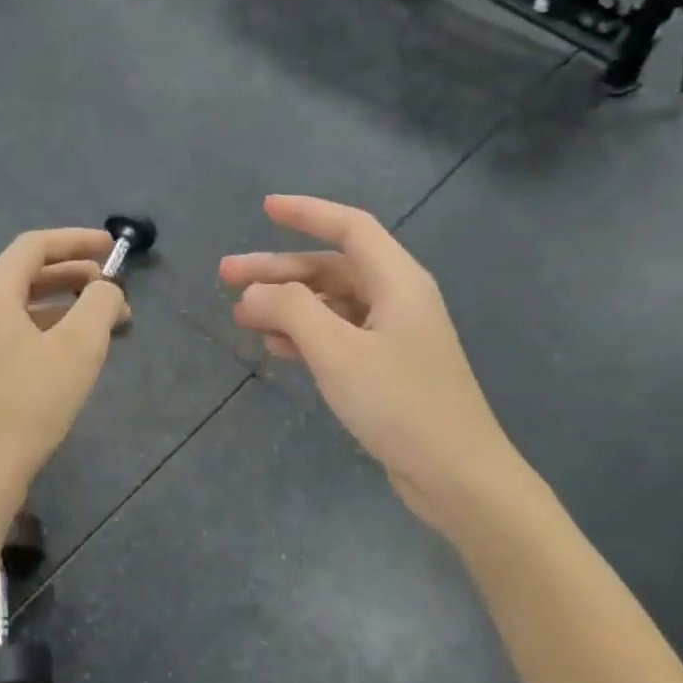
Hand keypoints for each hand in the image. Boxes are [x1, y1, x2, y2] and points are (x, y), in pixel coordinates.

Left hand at [0, 228, 128, 518]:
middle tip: (113, 290)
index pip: (33, 246)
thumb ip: (100, 305)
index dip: (76, 241)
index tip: (111, 248)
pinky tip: (67, 356)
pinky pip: (8, 336)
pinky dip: (42, 332)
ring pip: (17, 309)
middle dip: (73, 276)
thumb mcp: (79, 349)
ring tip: (100, 325)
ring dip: (60, 307)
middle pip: (24, 275)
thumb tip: (107, 289)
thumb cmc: (28, 405)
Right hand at [221, 196, 524, 532]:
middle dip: (278, 270)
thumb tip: (255, 292)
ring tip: (241, 316)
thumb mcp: (338, 352)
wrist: (456, 475)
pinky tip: (275, 349)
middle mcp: (397, 299)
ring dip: (286, 306)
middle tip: (225, 276)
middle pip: (331, 268)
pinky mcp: (386, 368)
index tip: (265, 208)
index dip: (307, 212)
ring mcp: (393, 336)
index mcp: (397, 281)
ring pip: (331, 304)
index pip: (350, 227)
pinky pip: (338, 336)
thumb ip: (292, 311)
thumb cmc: (400, 403)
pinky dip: (305, 336)